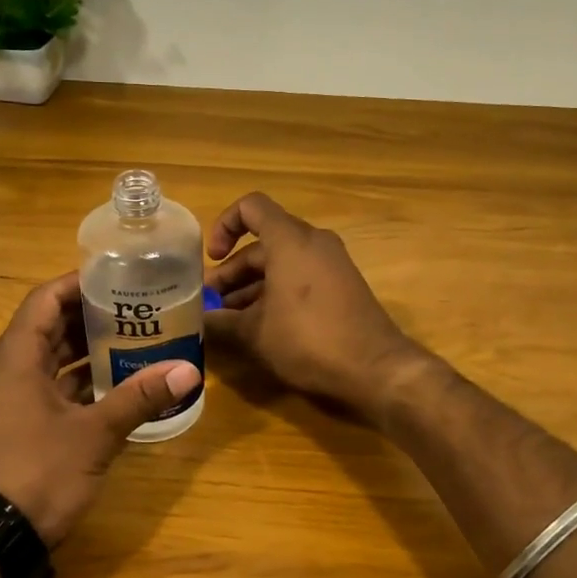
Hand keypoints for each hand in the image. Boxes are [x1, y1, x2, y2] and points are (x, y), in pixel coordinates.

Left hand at [0, 272, 201, 545]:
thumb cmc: (35, 474)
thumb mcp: (94, 435)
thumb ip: (139, 398)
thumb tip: (189, 370)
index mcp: (15, 357)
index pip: (46, 298)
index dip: (80, 283)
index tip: (119, 279)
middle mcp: (3, 370)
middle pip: (48, 327)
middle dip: (91, 318)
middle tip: (136, 311)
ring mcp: (3, 400)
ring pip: (46, 361)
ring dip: (84, 352)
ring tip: (131, 343)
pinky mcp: (7, 426)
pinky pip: (42, 388)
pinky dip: (73, 383)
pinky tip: (109, 389)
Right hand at [205, 193, 424, 413]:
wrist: (376, 370)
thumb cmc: (309, 341)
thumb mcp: (255, 334)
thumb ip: (222, 322)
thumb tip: (200, 322)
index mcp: (290, 240)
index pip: (251, 207)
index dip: (225, 226)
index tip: (212, 258)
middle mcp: (314, 242)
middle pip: (263, 243)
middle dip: (233, 271)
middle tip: (211, 304)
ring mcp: (332, 263)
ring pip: (281, 263)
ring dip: (252, 286)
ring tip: (230, 320)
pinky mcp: (343, 286)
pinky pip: (301, 277)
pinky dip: (277, 292)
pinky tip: (261, 326)